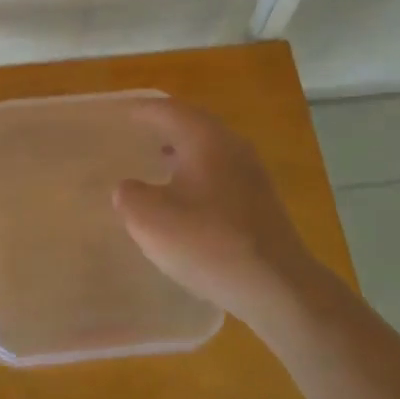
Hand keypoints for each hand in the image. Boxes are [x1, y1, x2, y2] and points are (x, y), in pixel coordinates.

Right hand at [113, 99, 321, 324]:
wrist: (278, 288)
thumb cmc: (209, 243)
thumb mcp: (150, 220)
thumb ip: (129, 196)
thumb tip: (129, 189)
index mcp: (205, 138)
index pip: (167, 110)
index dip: (141, 110)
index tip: (121, 113)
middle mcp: (232, 145)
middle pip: (192, 124)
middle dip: (164, 126)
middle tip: (138, 132)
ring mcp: (252, 173)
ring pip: (209, 150)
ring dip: (182, 152)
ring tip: (157, 161)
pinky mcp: (261, 202)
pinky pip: (221, 174)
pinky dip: (198, 175)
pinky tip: (185, 200)